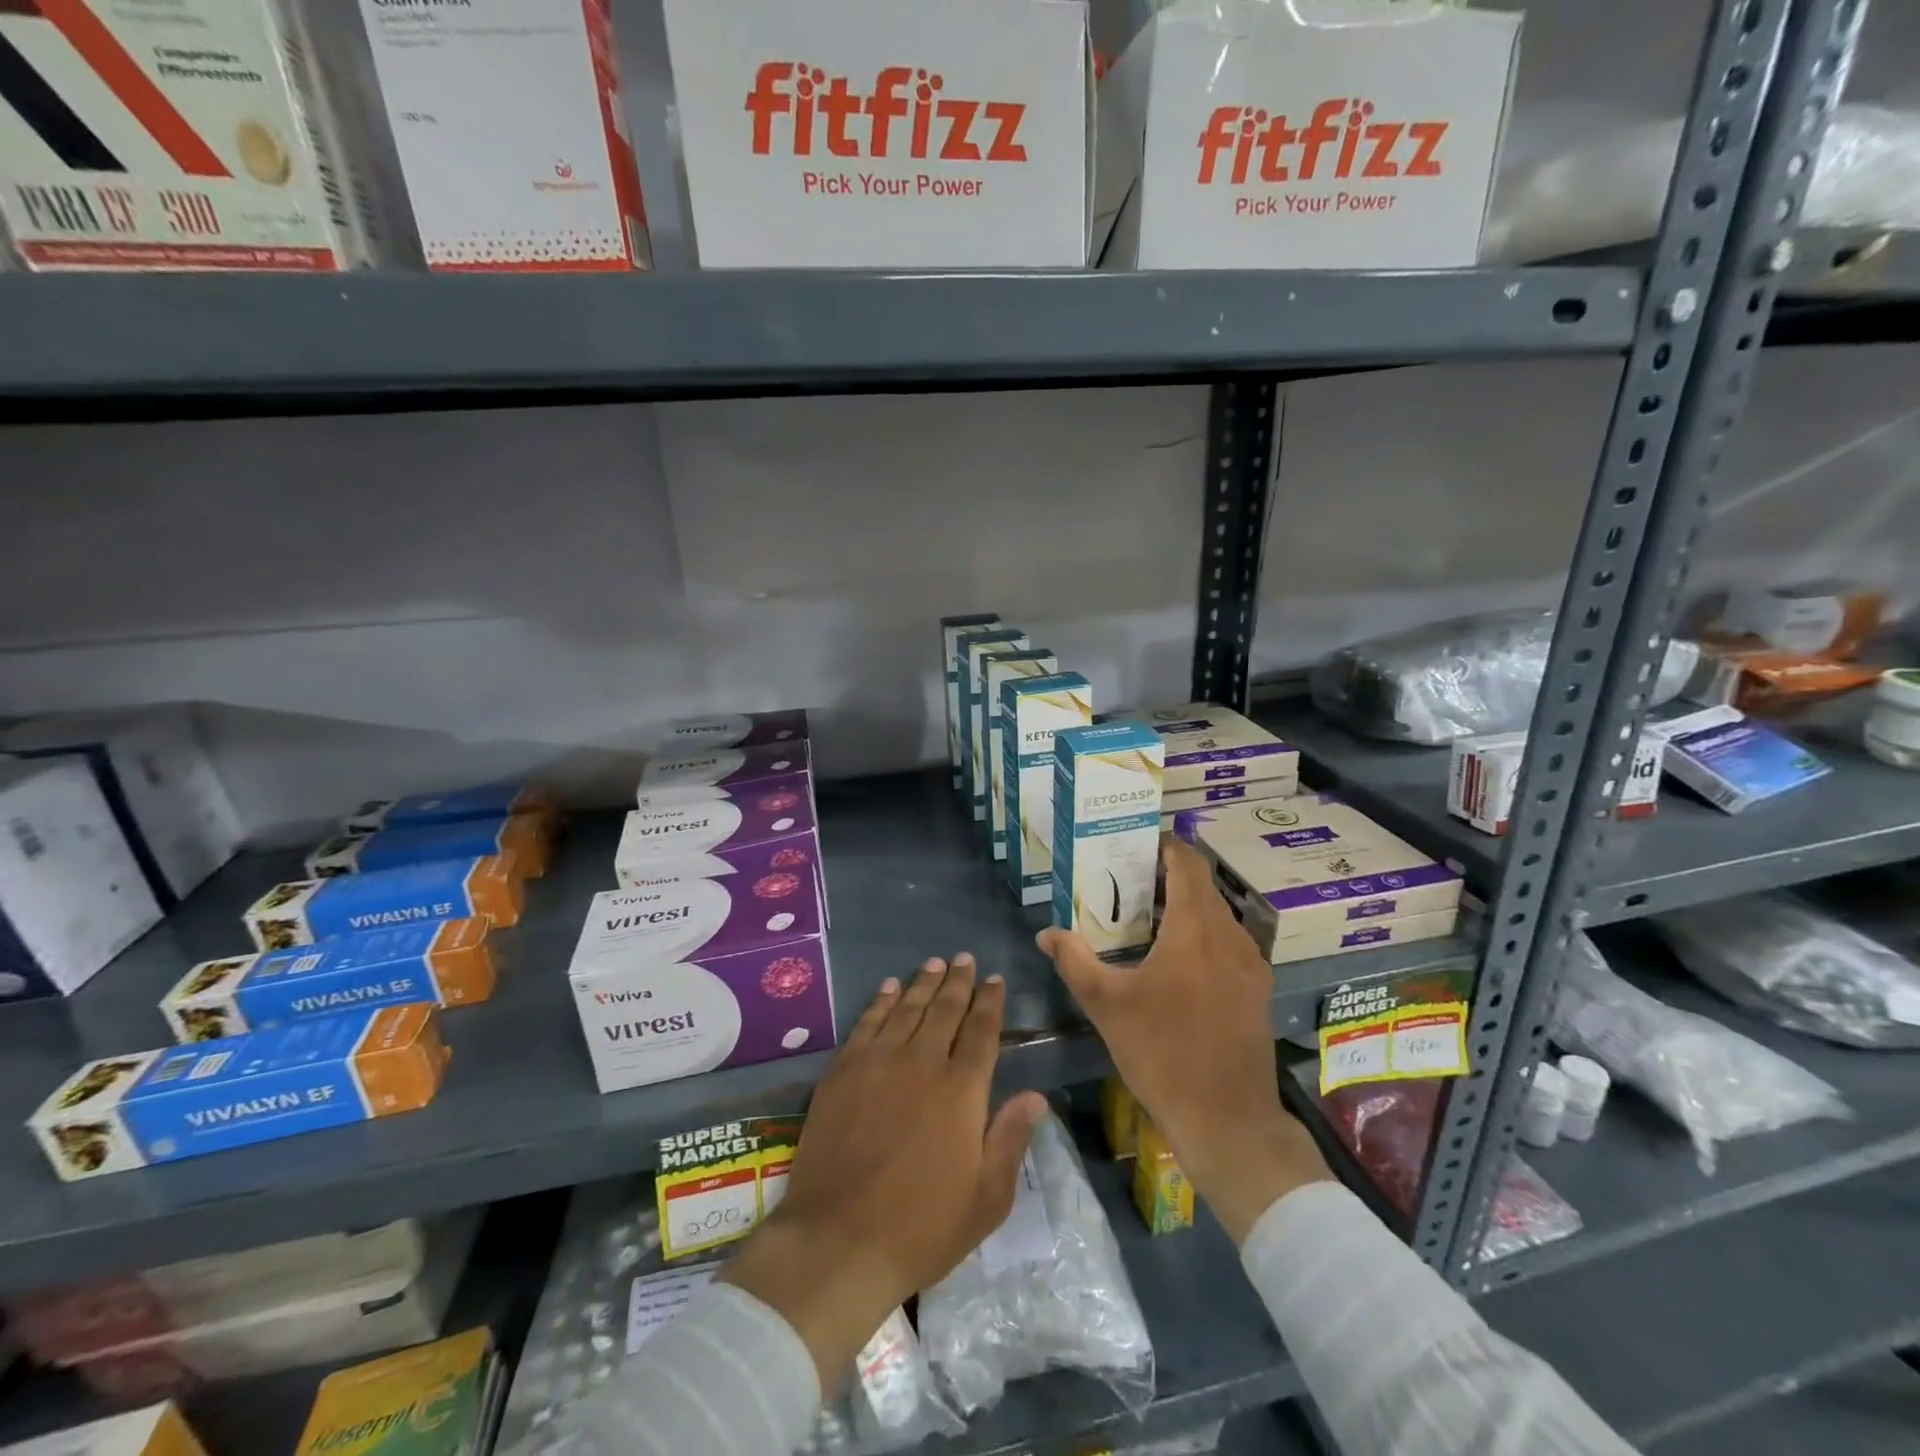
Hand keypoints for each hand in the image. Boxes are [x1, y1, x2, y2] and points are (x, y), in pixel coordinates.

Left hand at [722, 955, 1046, 1392]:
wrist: (838, 1240)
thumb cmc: (921, 1227)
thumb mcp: (986, 1199)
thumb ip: (1010, 1139)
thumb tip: (1036, 1096)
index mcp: (962, 1090)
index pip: (981, 1030)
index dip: (990, 1001)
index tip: (995, 979)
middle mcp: (922, 1062)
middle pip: (945, 1009)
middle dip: (959, 981)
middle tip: (965, 958)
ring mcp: (879, 1061)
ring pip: (907, 1007)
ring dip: (923, 982)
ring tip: (934, 963)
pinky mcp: (843, 1070)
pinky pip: (868, 1021)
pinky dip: (881, 1000)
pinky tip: (889, 988)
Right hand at [1038, 837, 1330, 1244]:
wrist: (1228, 1120)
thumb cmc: (1163, 1053)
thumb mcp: (1107, 1005)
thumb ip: (1075, 961)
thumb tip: (1046, 933)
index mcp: (1196, 930)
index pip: (1188, 864)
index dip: (1166, 846)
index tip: (1138, 841)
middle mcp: (1230, 937)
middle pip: (1203, 887)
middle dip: (1169, 876)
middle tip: (1128, 880)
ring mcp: (1251, 965)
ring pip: (1218, 916)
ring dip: (1187, 907)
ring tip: (1147, 917)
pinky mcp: (1257, 991)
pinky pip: (1228, 943)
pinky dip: (1203, 934)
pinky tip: (1177, 960)